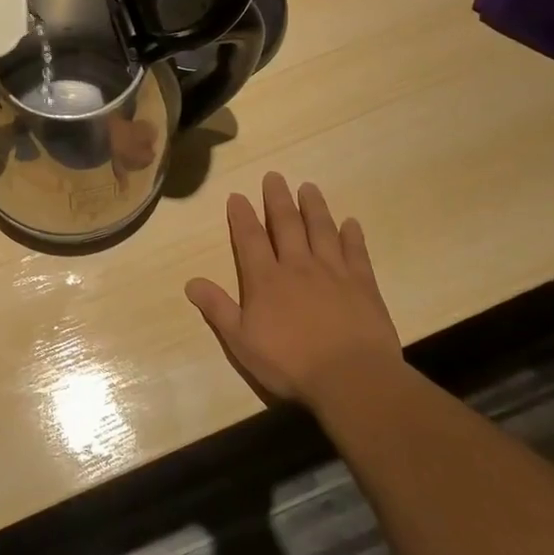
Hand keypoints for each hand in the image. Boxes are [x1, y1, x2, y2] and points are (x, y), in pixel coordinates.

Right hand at [185, 172, 402, 402]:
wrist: (351, 377)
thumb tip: (190, 282)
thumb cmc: (290, 362)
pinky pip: (356, 252)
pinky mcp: (363, 284)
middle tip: (274, 176)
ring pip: (321, 230)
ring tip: (309, 187)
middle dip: (278, 199)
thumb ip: (218, 308)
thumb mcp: (241, 341)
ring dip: (314, 207)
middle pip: (286, 224)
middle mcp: (297, 266)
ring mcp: (333, 272)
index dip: (242, 216)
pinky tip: (351, 222)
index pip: (250, 239)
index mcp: (265, 279)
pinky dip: (352, 235)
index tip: (237, 195)